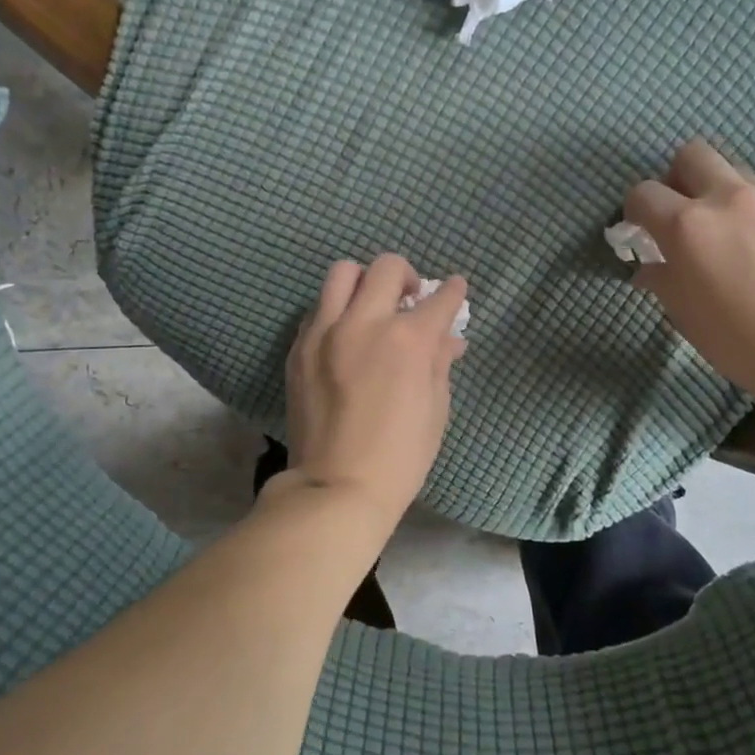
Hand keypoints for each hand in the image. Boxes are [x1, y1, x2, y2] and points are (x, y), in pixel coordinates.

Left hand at [282, 255, 467, 522]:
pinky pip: (318, 308)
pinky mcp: (299, 347)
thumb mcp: (436, 408)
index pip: (439, 299)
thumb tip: (448, 339)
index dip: (452, 292)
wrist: (336, 486)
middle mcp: (364, 322)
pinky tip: (344, 336)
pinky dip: (336, 310)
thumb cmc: (400, 456)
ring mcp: (325, 332)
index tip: (454, 289)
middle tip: (410, 298)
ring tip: (371, 306)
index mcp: (407, 340)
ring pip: (343, 273)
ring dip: (364, 282)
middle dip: (407, 276)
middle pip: (387, 267)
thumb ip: (440, 362)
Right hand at [623, 139, 754, 402]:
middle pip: (690, 155)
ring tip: (728, 234)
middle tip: (682, 216)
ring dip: (718, 193)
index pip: (643, 193)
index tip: (641, 234)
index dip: (635, 212)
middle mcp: (728, 198)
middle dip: (677, 179)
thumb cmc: (746, 343)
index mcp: (689, 226)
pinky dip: (754, 211)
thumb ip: (663, 280)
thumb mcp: (687, 317)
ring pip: (733, 171)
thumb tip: (651, 266)